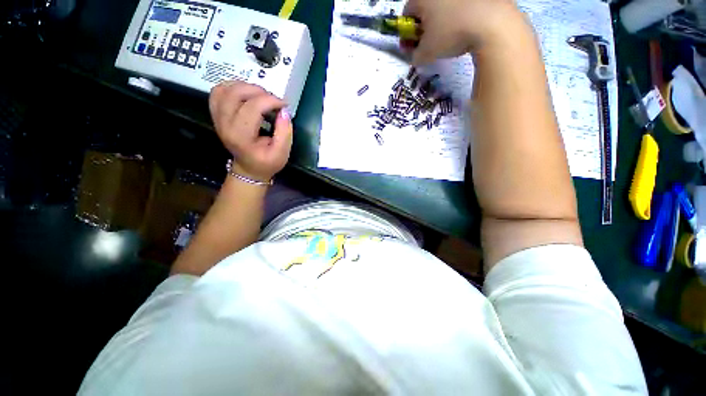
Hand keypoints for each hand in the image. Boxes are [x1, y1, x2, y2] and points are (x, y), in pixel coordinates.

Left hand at [209, 81, 292, 180]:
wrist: (249, 169)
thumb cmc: (267, 163)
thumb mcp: (282, 153)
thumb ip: (285, 133)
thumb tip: (284, 112)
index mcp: (241, 136)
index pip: (252, 108)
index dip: (270, 101)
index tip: (284, 105)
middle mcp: (225, 125)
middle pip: (235, 94)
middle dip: (258, 91)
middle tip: (272, 99)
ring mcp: (217, 118)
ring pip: (224, 90)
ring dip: (244, 86)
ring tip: (260, 95)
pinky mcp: (217, 115)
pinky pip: (218, 92)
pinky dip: (232, 87)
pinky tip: (246, 94)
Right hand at [403, 0, 523, 64]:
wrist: (492, 22)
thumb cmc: (451, 34)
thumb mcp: (426, 53)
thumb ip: (414, 56)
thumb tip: (414, 56)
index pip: (407, 14)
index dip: (408, 32)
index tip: (413, 45)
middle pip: (425, 8)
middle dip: (425, 26)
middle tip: (430, 43)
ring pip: (444, 6)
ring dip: (442, 21)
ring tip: (450, 37)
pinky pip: (462, 6)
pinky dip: (460, 16)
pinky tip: (466, 28)